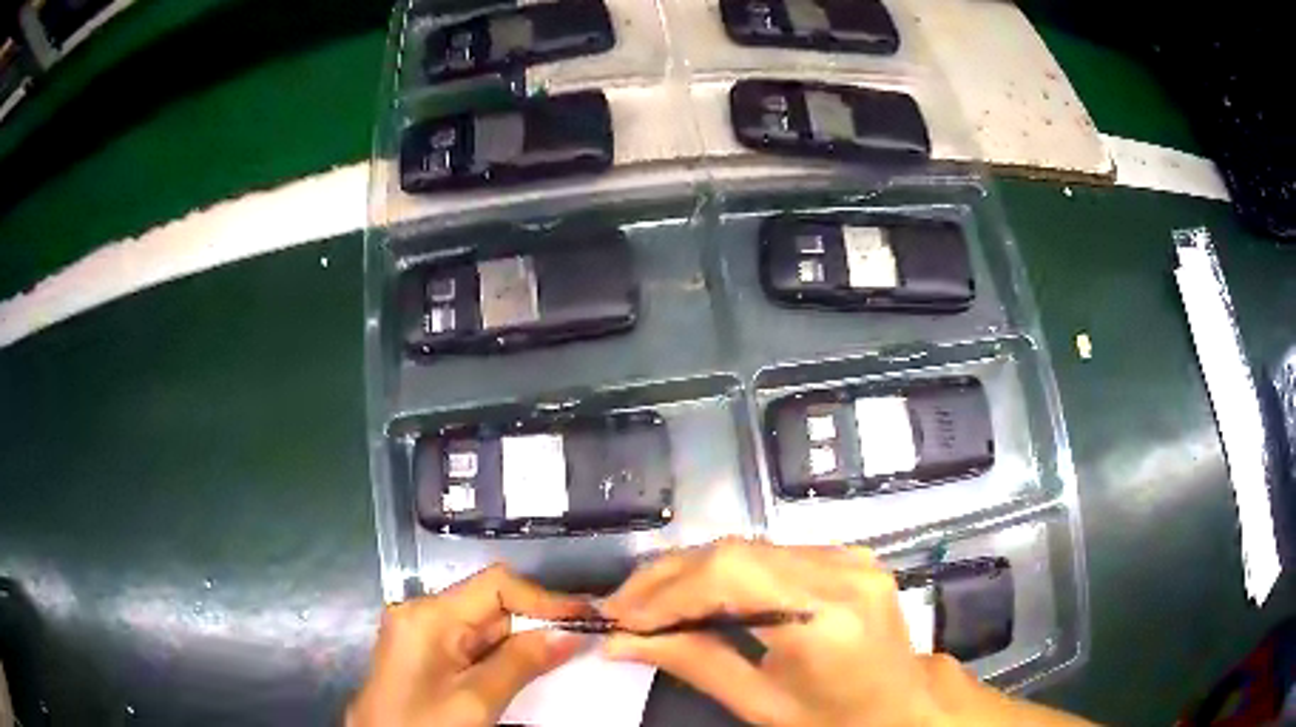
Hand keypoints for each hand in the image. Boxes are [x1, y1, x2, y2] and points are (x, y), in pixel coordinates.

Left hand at [348, 565, 591, 726]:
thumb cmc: (424, 726)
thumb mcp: (476, 701)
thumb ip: (521, 663)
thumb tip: (569, 633)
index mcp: (428, 616)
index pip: (495, 586)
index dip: (544, 598)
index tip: (587, 616)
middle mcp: (421, 613)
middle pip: (491, 605)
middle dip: (536, 623)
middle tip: (583, 642)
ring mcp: (421, 632)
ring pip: (485, 627)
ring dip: (522, 643)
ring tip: (563, 658)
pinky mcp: (425, 652)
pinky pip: (472, 645)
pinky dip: (503, 657)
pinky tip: (526, 672)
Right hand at [600, 539, 948, 726]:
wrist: (902, 705)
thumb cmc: (833, 720)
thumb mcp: (760, 705)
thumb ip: (694, 663)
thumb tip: (622, 642)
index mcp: (826, 619)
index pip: (731, 576)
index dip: (666, 591)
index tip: (617, 617)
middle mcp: (842, 572)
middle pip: (736, 551)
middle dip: (668, 577)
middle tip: (622, 607)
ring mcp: (850, 556)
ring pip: (749, 547)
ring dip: (692, 572)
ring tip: (648, 602)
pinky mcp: (848, 554)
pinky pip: (771, 554)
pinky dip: (726, 572)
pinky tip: (699, 594)